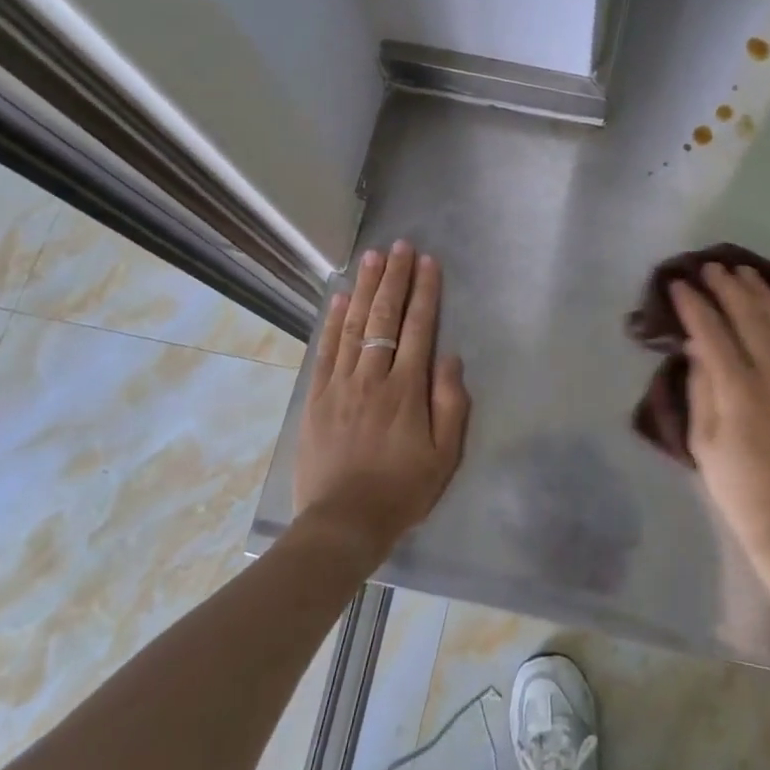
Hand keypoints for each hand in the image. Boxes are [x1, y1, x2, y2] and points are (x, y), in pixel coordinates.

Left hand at [294, 240, 469, 561]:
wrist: (343, 523)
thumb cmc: (402, 491)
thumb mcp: (444, 455)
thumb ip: (451, 403)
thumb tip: (450, 357)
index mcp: (407, 390)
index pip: (419, 328)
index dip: (424, 292)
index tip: (428, 261)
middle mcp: (374, 377)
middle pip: (385, 318)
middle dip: (395, 279)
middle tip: (400, 246)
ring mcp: (341, 385)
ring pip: (354, 326)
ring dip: (365, 288)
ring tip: (372, 257)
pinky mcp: (317, 397)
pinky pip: (326, 350)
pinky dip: (333, 321)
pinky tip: (340, 298)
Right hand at [672, 264, 769, 563]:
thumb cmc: (736, 485)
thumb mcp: (702, 438)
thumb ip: (701, 384)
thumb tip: (697, 342)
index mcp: (741, 391)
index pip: (713, 331)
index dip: (693, 305)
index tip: (677, 284)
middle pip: (750, 316)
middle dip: (726, 287)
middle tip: (707, 268)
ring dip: (760, 292)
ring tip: (741, 272)